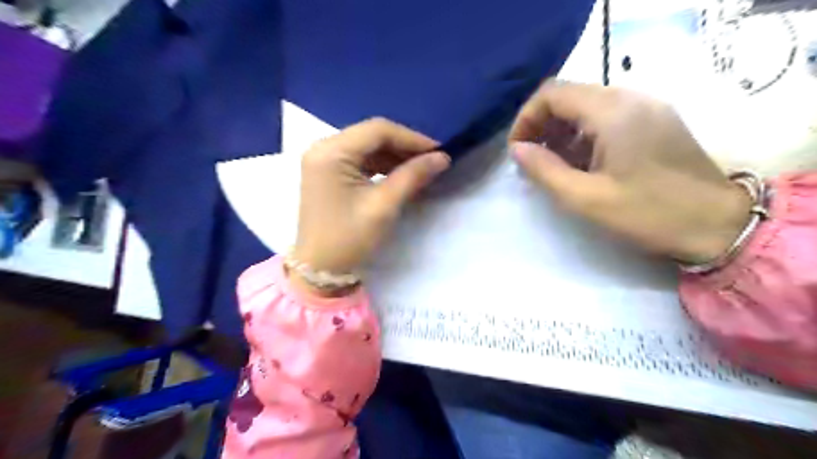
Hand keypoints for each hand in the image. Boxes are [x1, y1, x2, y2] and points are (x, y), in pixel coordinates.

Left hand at [292, 116, 449, 278]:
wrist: (320, 270)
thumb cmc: (349, 238)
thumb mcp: (384, 206)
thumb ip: (412, 176)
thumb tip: (442, 158)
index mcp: (331, 152)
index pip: (377, 130)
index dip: (412, 138)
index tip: (439, 151)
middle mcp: (323, 148)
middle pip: (371, 136)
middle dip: (404, 146)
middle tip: (432, 160)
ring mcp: (323, 160)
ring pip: (366, 147)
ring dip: (394, 156)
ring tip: (420, 168)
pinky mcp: (327, 173)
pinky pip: (358, 160)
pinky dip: (381, 165)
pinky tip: (399, 174)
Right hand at [510, 80, 752, 262]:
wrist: (718, 225)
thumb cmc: (648, 213)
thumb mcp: (586, 198)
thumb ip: (544, 170)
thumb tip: (517, 150)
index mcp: (612, 112)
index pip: (552, 94)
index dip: (526, 118)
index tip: (517, 150)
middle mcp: (630, 98)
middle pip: (569, 96)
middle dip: (541, 125)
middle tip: (531, 159)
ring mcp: (646, 107)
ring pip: (586, 105)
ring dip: (561, 131)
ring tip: (552, 165)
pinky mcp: (654, 120)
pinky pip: (607, 116)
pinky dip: (583, 134)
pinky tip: (581, 163)